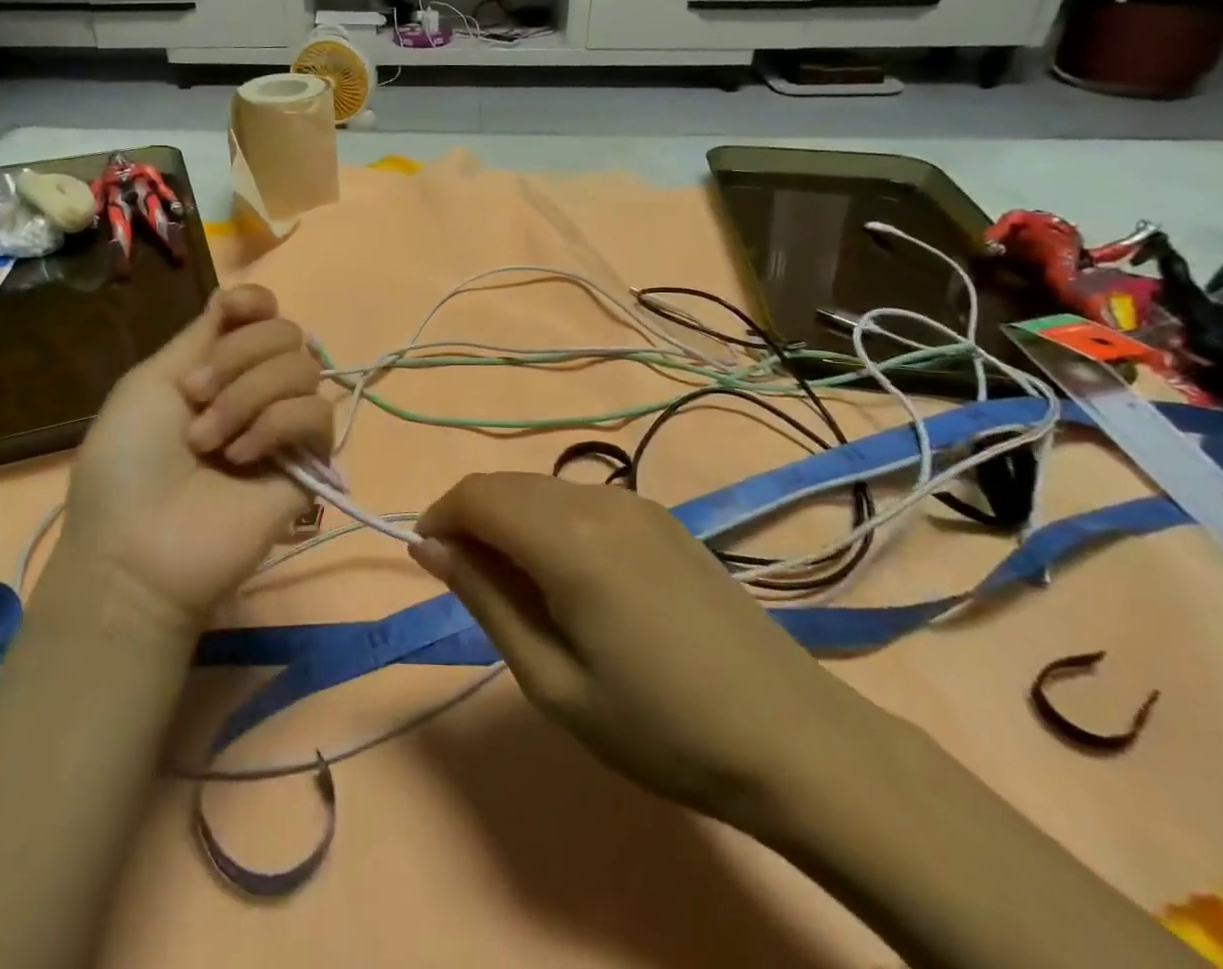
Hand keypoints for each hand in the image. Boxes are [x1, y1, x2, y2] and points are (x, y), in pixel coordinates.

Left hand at [60, 285, 330, 637]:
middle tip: (198, 398)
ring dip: (250, 396)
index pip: (264, 313)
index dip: (256, 302)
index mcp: (219, 367)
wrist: (138, 546)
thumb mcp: (151, 382)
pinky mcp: (309, 463)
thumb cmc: (127, 463)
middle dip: (240, 356)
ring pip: (305, 368)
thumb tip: (236, 302)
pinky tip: (243, 457)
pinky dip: (277, 425)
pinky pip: (317, 415)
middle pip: (287, 332)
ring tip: (212, 441)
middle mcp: (256, 389)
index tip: (233, 312)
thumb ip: (202, 336)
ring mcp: (284, 426)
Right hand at [412, 473, 875, 823]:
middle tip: (473, 587)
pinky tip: (572, 578)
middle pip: (506, 484)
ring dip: (511, 520)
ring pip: (542, 488)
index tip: (431, 563)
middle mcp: (597, 498)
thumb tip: (429, 546)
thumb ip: (484, 598)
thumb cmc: (659, 726)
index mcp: (567, 537)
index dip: (439, 518)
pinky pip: (580, 499)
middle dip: (472, 520)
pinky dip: (550, 521)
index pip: (475, 495)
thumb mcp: (551, 679)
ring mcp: (635, 502)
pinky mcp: (661, 516)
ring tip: (522, 590)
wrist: (793, 738)